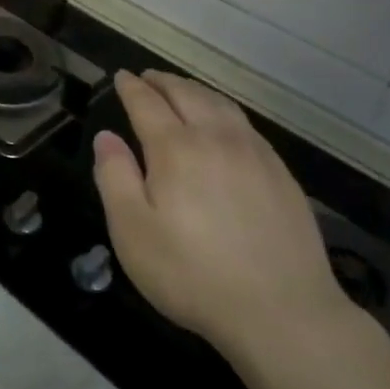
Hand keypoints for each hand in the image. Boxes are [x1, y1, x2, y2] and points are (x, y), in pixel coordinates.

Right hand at [92, 69, 350, 368]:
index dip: (131, 87)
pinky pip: (245, 124)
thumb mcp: (133, 232)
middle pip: (186, 94)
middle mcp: (216, 138)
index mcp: (176, 148)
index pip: (147, 103)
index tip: (120, 77)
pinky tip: (223, 123)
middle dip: (163, 82)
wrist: (283, 312)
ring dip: (195, 90)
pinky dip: (223, 110)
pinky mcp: (280, 173)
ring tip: (181, 90)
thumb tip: (106, 137)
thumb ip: (115, 177)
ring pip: (220, 104)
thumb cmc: (193, 275)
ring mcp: (254, 153)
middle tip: (147, 77)